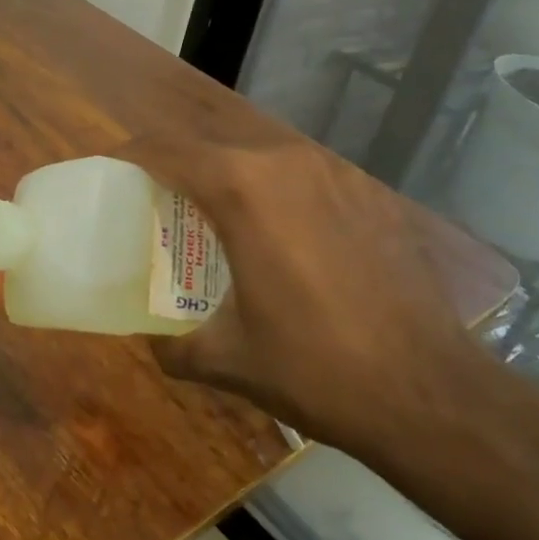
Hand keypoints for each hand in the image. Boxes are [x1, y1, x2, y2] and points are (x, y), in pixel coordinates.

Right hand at [119, 130, 509, 479]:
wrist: (430, 392)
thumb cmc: (315, 369)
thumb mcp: (225, 360)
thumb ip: (171, 344)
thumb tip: (154, 339)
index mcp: (243, 189)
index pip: (166, 149)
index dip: (129, 154)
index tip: (108, 171)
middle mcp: (287, 162)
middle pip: (212, 147)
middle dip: (176, 168)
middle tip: (156, 206)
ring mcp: (336, 172)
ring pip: (260, 158)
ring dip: (227, 179)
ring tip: (214, 221)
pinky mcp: (369, 192)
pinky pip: (302, 178)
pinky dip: (274, 193)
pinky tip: (280, 239)